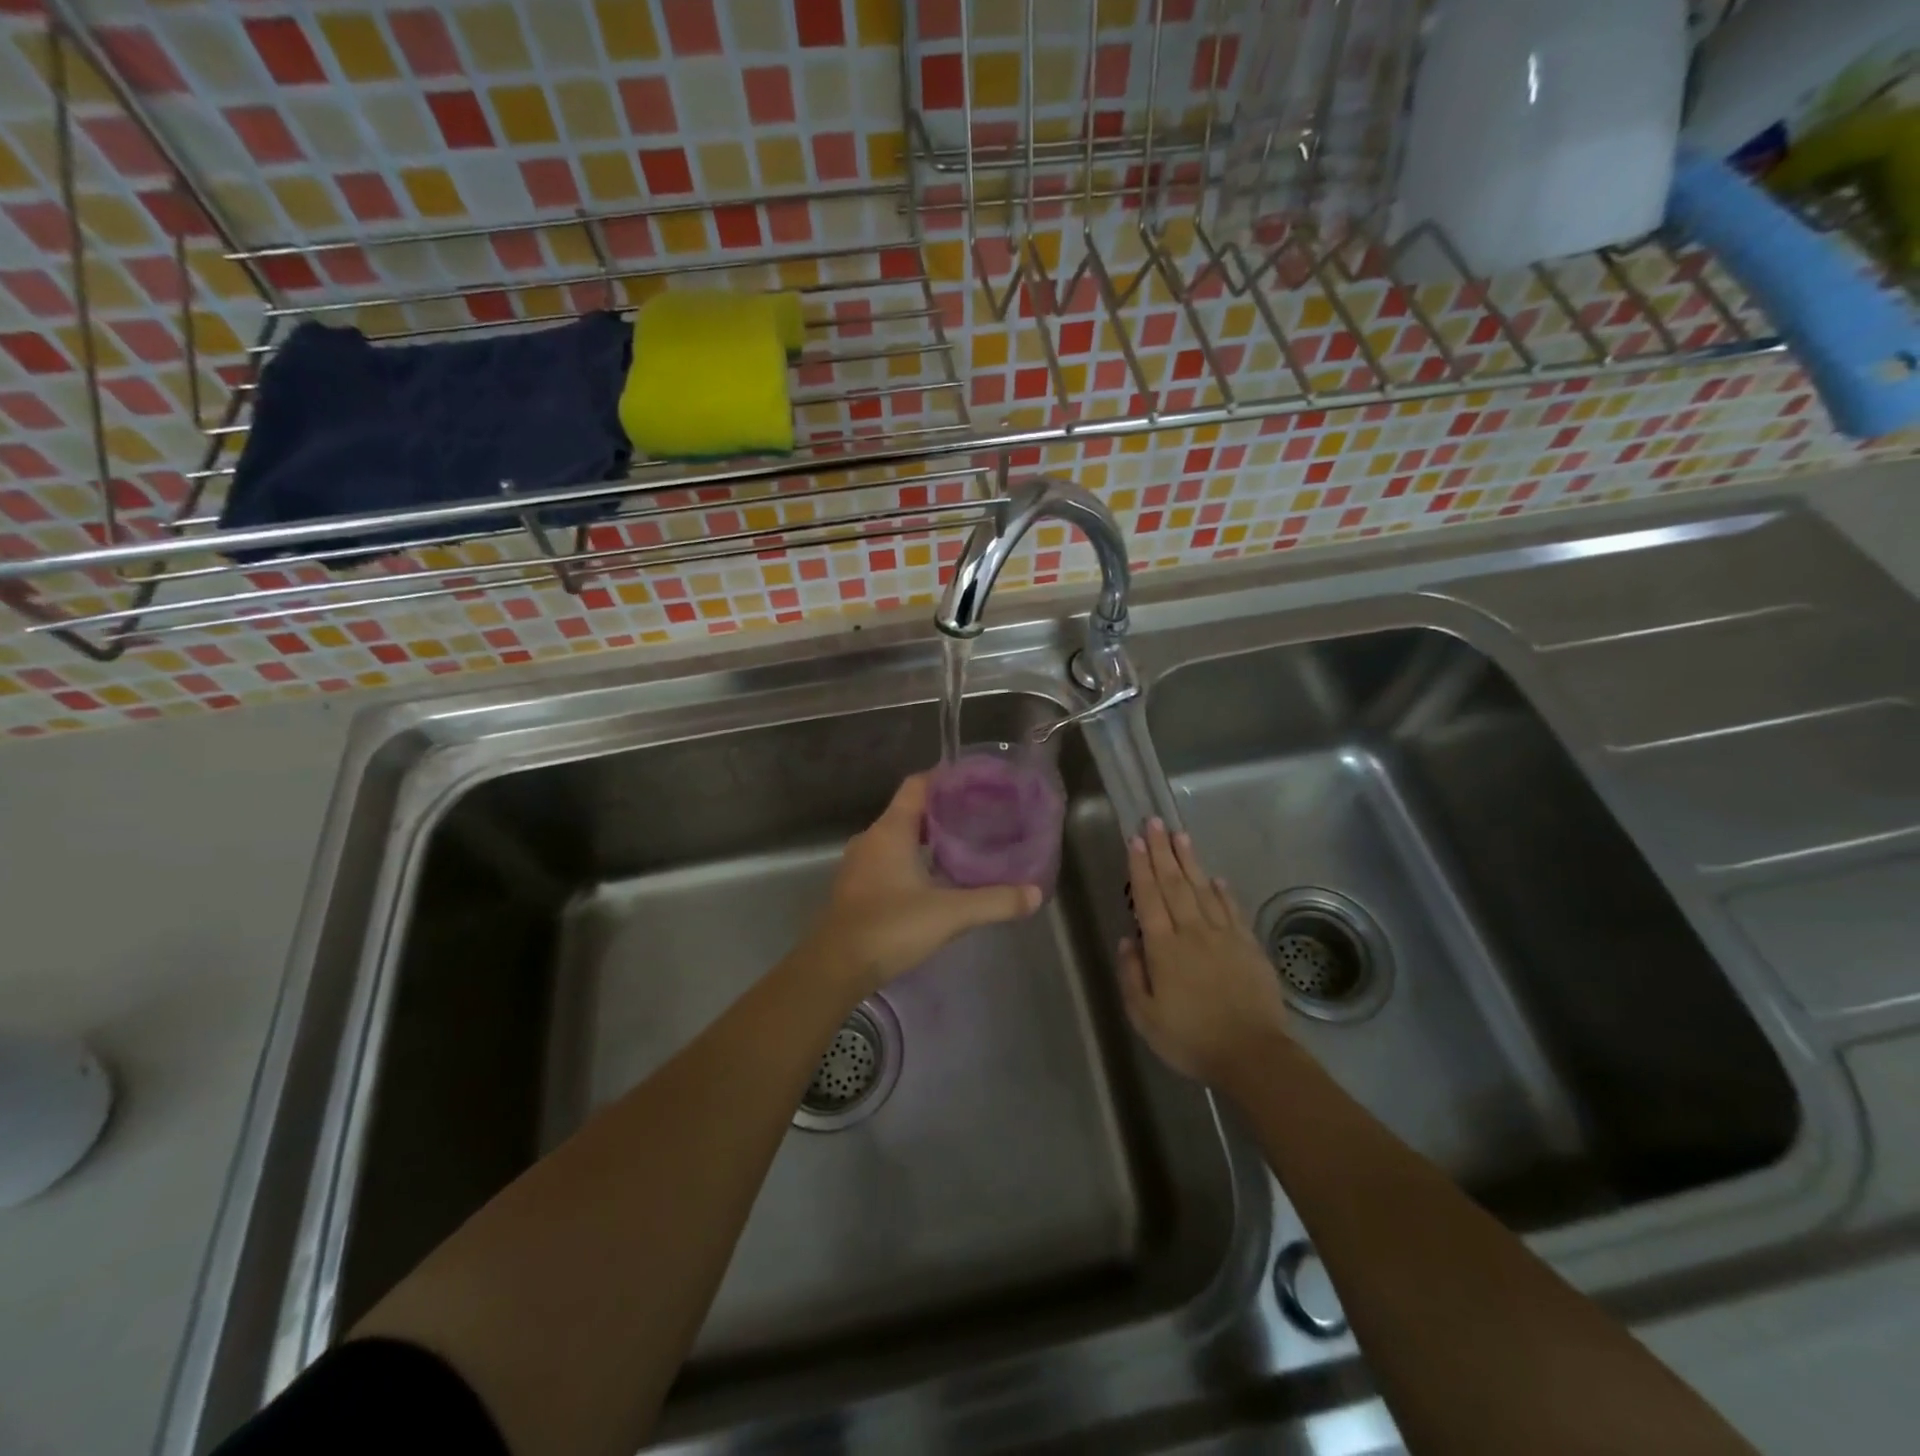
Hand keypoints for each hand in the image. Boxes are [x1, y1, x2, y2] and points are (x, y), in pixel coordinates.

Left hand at [798, 774, 1042, 1000]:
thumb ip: (995, 901)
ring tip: (963, 847)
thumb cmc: (890, 927)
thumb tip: (1035, 894)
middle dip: (943, 812)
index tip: (976, 783)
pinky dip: (911, 861)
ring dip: (926, 839)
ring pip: (897, 838)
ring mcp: (859, 864)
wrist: (835, 968)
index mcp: (890, 830)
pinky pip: (888, 860)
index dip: (945, 778)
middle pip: (909, 811)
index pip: (917, 785)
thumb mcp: (950, 914)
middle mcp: (871, 839)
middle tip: (979, 817)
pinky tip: (934, 880)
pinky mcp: (856, 888)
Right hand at [1119, 819, 1290, 1086]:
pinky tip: (1216, 877)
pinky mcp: (1248, 946)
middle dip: (1162, 851)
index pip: (1148, 897)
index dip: (1140, 867)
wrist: (1252, 1055)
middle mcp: (1192, 932)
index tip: (1134, 840)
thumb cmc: (1190, 1039)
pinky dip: (1223, 891)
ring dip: (1190, 861)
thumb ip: (1131, 974)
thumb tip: (1127, 939)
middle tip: (1155, 822)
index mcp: (1164, 948)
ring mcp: (1224, 936)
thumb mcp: (1145, 1016)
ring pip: (1203, 889)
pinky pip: (1232, 910)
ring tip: (1180, 835)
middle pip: (1175, 884)